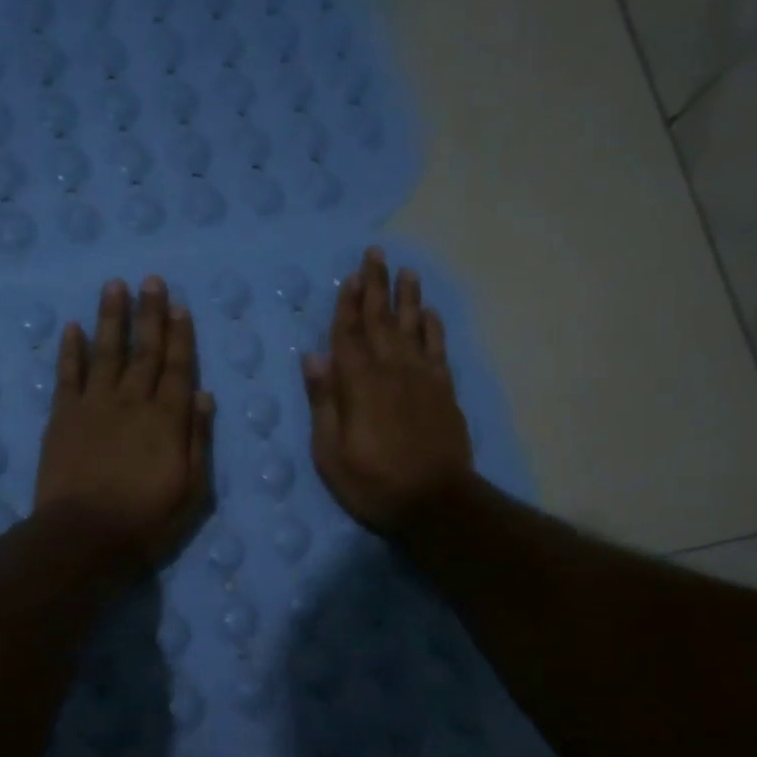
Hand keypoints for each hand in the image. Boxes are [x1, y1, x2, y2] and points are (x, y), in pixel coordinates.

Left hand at [36, 276, 214, 567]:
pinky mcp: (62, 417)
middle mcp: (131, 402)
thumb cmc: (146, 521)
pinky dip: (70, 350)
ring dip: (111, 318)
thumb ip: (198, 440)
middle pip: (143, 351)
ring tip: (115, 285)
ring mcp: (93, 406)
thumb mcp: (193, 490)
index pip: (177, 368)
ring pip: (106, 352)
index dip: (180, 336)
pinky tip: (73, 326)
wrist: (83, 537)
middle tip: (151, 281)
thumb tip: (203, 395)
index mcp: (166, 419)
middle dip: (150, 314)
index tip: (180, 306)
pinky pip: (67, 375)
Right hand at [303, 246, 473, 533]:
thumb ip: (323, 403)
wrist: (436, 503)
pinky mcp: (444, 391)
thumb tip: (313, 358)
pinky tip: (430, 313)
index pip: (348, 334)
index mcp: (358, 384)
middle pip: (381, 320)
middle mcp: (391, 370)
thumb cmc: (374, 483)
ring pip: (413, 327)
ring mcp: (422, 378)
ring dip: (407, 297)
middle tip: (375, 254)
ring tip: (405, 271)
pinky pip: (438, 349)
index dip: (346, 304)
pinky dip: (433, 328)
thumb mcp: (330, 453)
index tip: (348, 276)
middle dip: (376, 286)